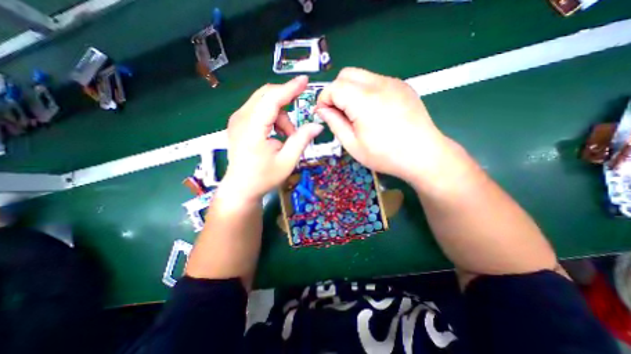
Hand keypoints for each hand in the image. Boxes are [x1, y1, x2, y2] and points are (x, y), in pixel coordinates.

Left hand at [220, 75, 321, 202]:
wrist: (241, 188)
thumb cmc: (264, 177)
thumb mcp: (287, 161)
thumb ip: (301, 140)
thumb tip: (317, 125)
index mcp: (252, 129)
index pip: (272, 99)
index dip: (290, 88)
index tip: (305, 81)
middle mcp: (241, 119)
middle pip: (266, 95)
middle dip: (286, 105)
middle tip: (295, 127)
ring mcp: (237, 120)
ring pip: (263, 102)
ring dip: (280, 115)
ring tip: (286, 137)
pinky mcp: (238, 123)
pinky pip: (258, 110)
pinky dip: (272, 118)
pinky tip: (276, 135)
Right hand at [315, 67, 453, 183]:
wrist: (423, 155)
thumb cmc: (385, 155)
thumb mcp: (353, 145)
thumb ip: (334, 123)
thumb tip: (322, 110)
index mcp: (364, 101)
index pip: (334, 87)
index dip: (324, 99)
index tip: (323, 113)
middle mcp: (379, 84)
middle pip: (346, 74)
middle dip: (336, 91)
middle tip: (338, 112)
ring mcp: (393, 82)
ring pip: (361, 75)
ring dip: (351, 91)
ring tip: (356, 113)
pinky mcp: (402, 86)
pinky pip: (376, 81)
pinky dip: (366, 91)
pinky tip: (373, 110)